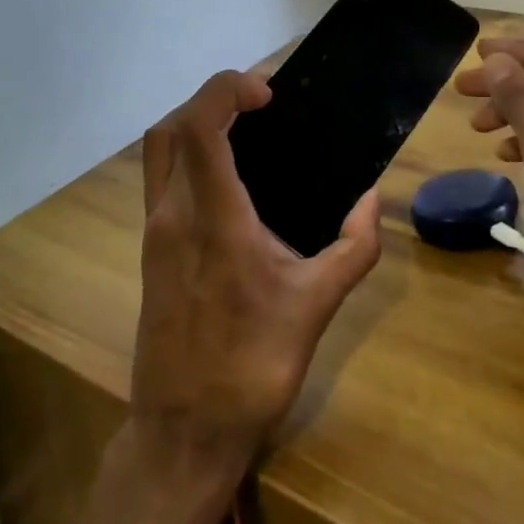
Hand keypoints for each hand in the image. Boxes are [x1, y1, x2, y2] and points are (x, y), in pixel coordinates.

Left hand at [132, 70, 381, 474]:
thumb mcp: (315, 307)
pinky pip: (161, 177)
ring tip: (244, 131)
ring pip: (159, 149)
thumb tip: (373, 199)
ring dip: (195, 123)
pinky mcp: (150, 247)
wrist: (182, 433)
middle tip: (258, 105)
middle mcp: (173, 213)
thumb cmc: (251, 367)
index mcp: (212, 218)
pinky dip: (188, 154)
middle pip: (172, 126)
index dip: (226, 90)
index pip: (199, 125)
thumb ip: (353, 248)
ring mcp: (154, 230)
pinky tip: (228, 176)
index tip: (267, 94)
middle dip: (211, 98)